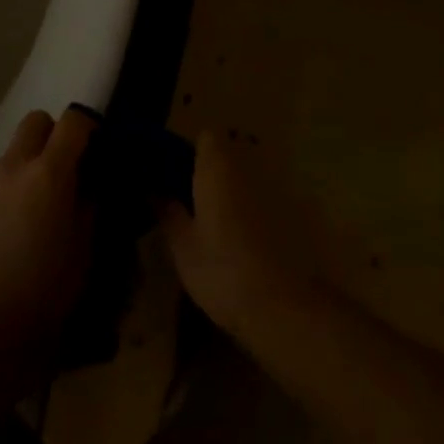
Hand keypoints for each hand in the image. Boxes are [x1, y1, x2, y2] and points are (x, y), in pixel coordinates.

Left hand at [0, 107, 96, 375]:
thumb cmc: (45, 291)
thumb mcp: (85, 247)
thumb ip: (89, 202)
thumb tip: (88, 181)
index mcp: (50, 172)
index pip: (73, 121)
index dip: (87, 127)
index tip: (94, 148)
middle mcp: (14, 166)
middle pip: (35, 121)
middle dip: (52, 136)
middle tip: (62, 171)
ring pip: (11, 153)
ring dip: (26, 167)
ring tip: (32, 210)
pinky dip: (5, 192)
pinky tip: (6, 231)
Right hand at [161, 129, 317, 338]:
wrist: (280, 306)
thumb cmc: (222, 270)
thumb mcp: (183, 246)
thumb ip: (168, 213)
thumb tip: (154, 191)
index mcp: (217, 167)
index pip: (206, 137)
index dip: (190, 151)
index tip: (175, 174)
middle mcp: (246, 168)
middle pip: (226, 156)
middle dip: (208, 172)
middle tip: (189, 202)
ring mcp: (271, 189)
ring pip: (244, 178)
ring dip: (229, 192)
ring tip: (212, 225)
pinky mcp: (289, 214)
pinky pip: (260, 199)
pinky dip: (248, 210)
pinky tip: (239, 241)